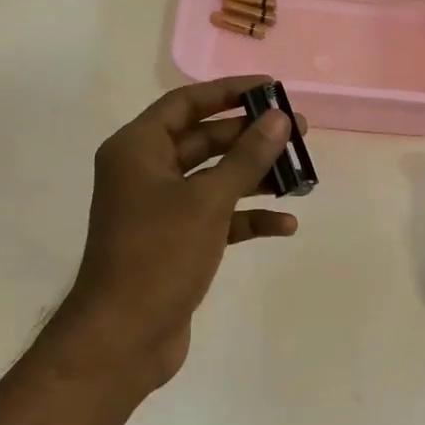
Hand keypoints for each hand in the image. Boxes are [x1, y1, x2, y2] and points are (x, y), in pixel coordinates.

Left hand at [61, 76, 303, 389]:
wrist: (124, 336)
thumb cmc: (159, 255)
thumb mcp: (208, 201)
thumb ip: (246, 158)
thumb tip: (280, 119)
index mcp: (138, 149)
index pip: (186, 104)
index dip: (229, 93)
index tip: (273, 88)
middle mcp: (145, 173)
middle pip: (203, 141)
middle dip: (250, 137)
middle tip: (299, 132)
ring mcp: (160, 210)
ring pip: (214, 180)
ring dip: (254, 177)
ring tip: (300, 174)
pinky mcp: (176, 243)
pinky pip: (216, 218)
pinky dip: (246, 219)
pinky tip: (284, 225)